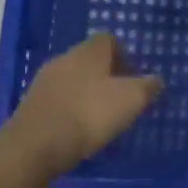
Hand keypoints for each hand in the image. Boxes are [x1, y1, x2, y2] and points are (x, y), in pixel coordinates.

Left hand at [2, 33, 161, 174]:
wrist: (34, 146)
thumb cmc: (89, 114)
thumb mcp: (131, 100)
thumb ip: (147, 87)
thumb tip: (156, 80)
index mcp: (89, 52)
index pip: (109, 40)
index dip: (124, 55)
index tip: (133, 77)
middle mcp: (64, 58)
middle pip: (89, 59)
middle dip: (105, 75)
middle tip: (120, 97)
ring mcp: (43, 81)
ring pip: (72, 79)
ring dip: (86, 93)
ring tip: (99, 117)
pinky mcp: (31, 104)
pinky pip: (58, 99)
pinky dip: (70, 109)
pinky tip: (77, 129)